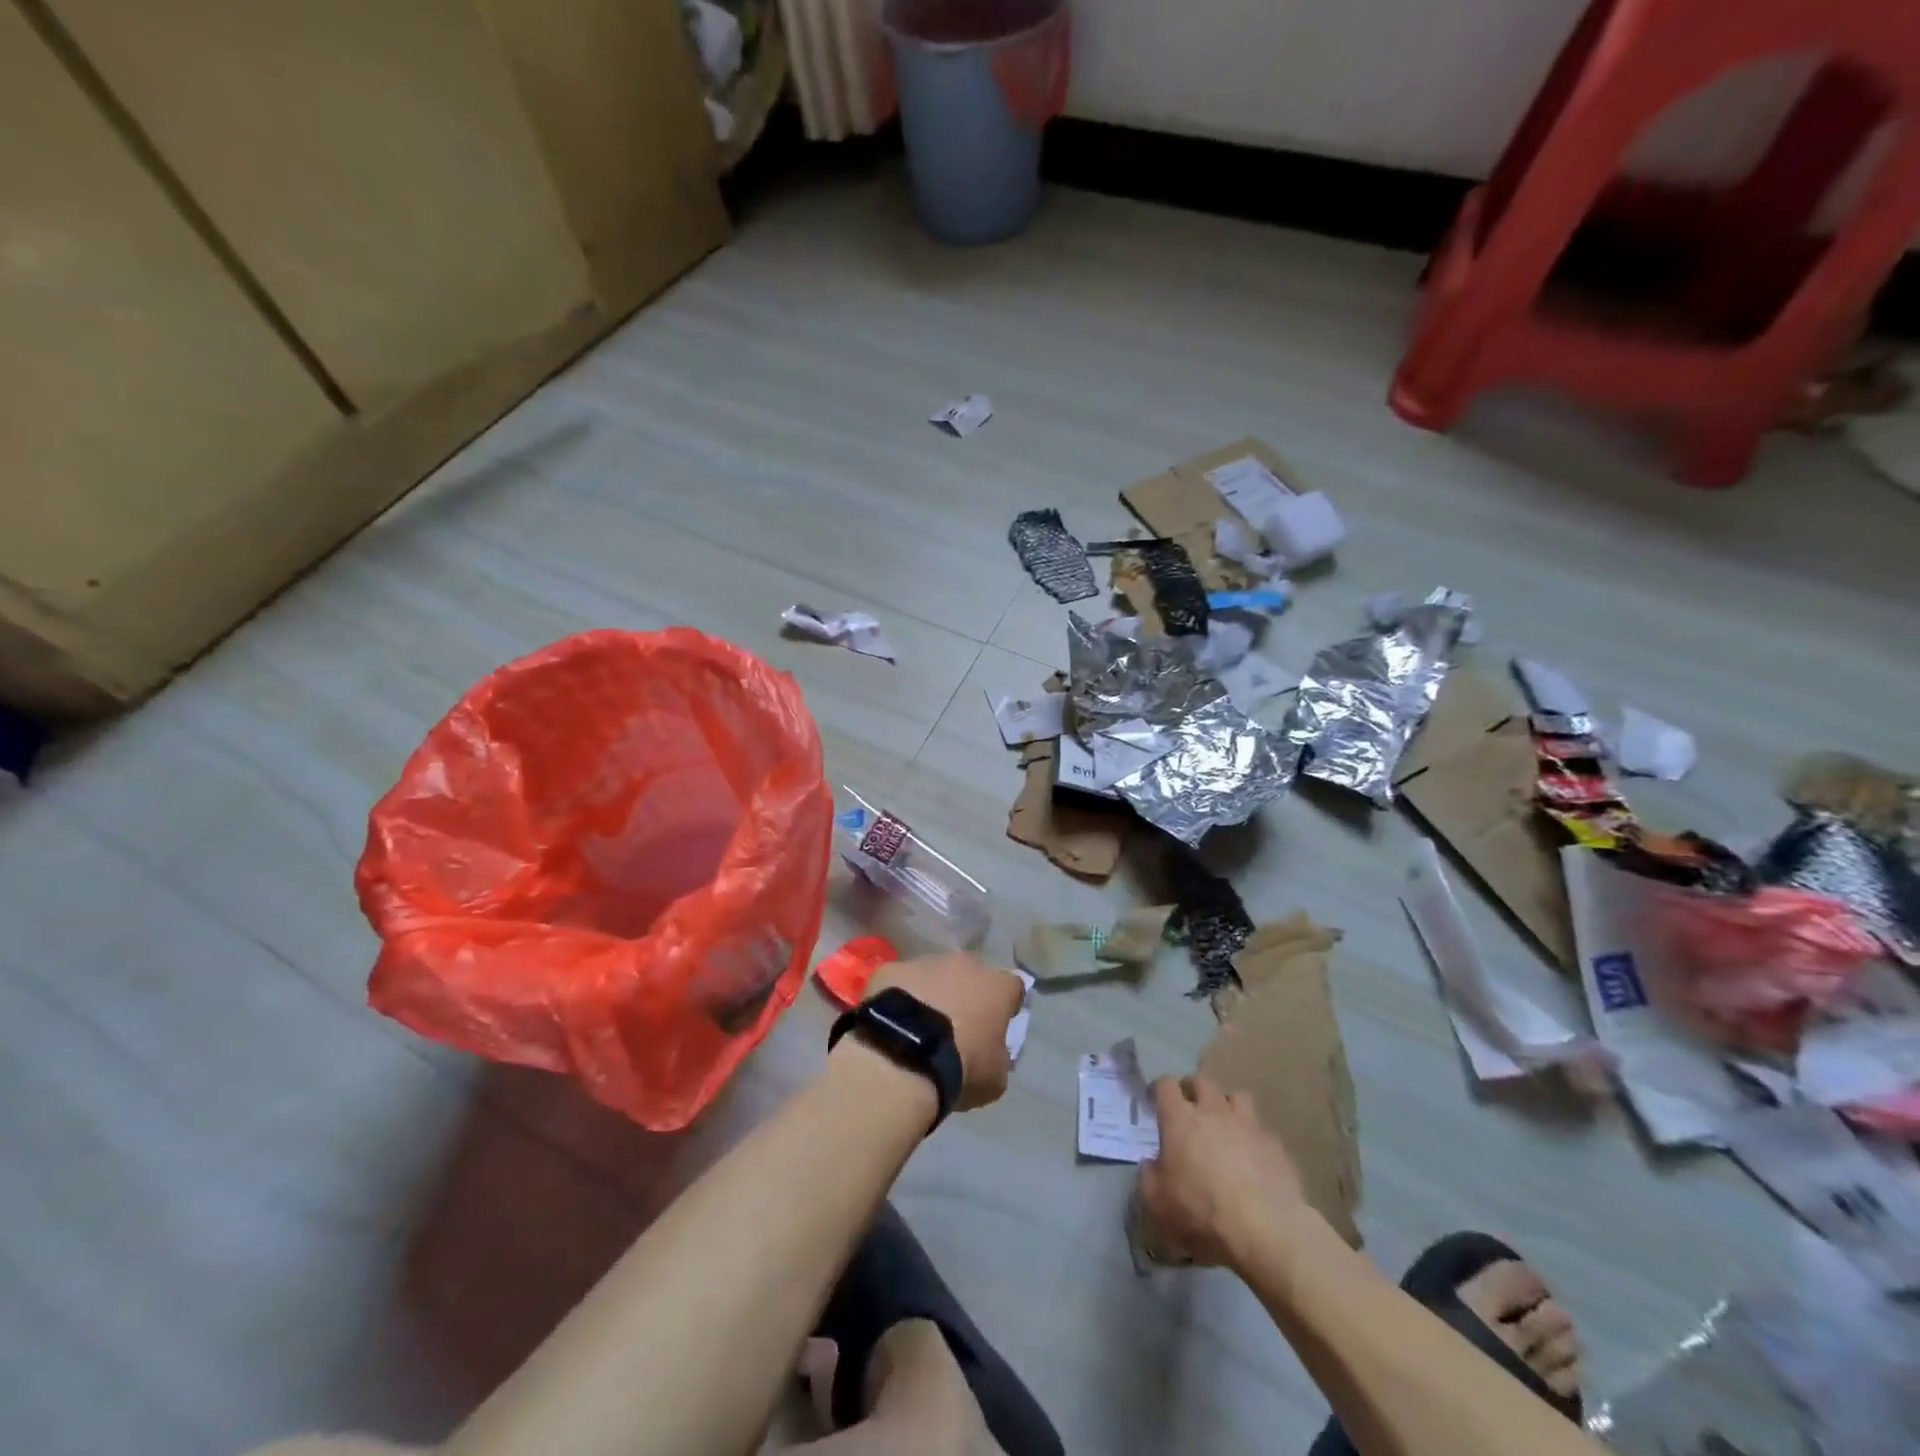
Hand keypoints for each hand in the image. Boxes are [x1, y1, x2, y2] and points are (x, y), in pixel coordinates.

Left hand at [866, 953, 1024, 1110]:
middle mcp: (964, 964)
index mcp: (996, 987)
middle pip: (970, 974)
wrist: (902, 1057)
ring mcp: (925, 962)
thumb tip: (991, 1052)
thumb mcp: (994, 1077)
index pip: (1012, 987)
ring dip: (931, 993)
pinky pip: (900, 981)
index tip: (998, 1024)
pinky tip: (891, 1022)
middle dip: (966, 994)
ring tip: (918, 1026)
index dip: (1006, 1004)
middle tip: (956, 1025)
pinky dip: (899, 997)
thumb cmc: (960, 1067)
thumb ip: (998, 1057)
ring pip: (933, 974)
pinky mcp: (891, 969)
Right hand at [1138, 1074, 1309, 1268]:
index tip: (1155, 1101)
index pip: (1165, 1084)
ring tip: (1224, 1124)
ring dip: (1226, 1105)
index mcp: (1180, 1119)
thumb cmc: (1202, 1213)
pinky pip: (1261, 1129)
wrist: (1267, 1231)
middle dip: (1192, 1089)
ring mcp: (1248, 1125)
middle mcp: (1213, 1111)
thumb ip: (1149, 1175)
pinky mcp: (1276, 1145)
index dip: (1158, 1089)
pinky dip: (1252, 1136)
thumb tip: (1152, 1163)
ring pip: (1236, 1096)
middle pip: (1201, 1080)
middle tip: (1188, 1108)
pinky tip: (1253, 1157)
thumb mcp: (1157, 1202)